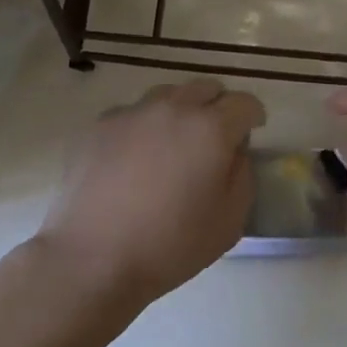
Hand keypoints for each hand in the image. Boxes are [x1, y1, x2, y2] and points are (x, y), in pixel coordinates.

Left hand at [40, 78, 266, 303]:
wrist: (93, 257)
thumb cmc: (170, 245)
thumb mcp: (230, 221)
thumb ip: (242, 175)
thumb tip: (234, 151)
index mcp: (211, 128)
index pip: (244, 102)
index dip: (253, 115)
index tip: (252, 131)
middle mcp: (173, 108)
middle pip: (205, 88)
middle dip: (218, 107)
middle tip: (214, 138)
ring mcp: (132, 113)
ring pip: (167, 95)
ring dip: (180, 111)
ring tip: (173, 144)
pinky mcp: (100, 125)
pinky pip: (132, 113)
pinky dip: (143, 126)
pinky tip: (134, 159)